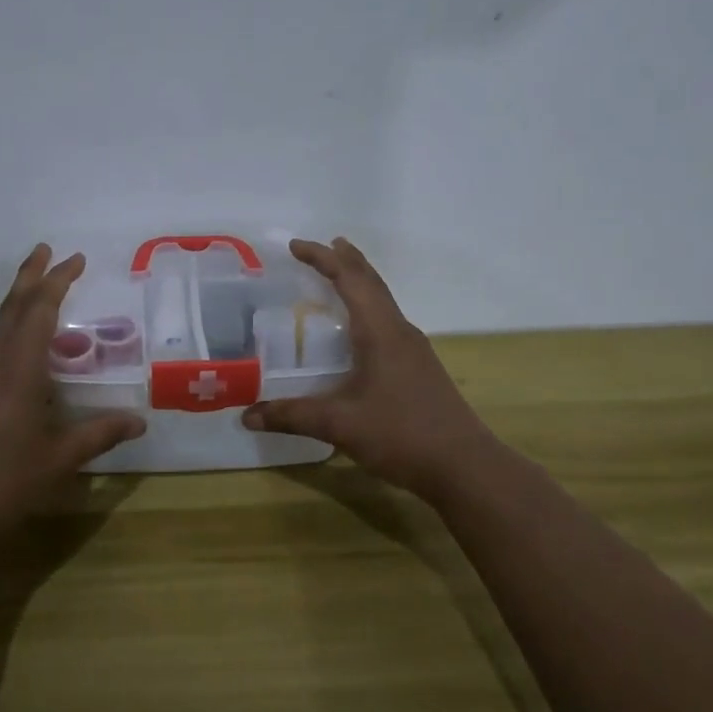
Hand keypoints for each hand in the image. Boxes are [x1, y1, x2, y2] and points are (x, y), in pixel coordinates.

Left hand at [0, 245, 145, 562]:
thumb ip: (99, 435)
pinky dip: (10, 340)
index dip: (57, 280)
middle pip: (11, 307)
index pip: (39, 310)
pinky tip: (23, 366)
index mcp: (16, 370)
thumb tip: (140, 421)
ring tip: (44, 304)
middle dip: (31, 276)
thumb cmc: (3, 485)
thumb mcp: (59, 460)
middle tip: (47, 250)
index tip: (75, 258)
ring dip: (20, 308)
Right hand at [243, 237, 500, 500]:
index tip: (295, 246)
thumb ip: (293, 416)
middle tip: (324, 246)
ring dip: (361, 283)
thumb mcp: (340, 425)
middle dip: (346, 260)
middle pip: (371, 282)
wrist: (465, 466)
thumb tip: (247, 416)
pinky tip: (360, 331)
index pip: (349, 280)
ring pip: (383, 301)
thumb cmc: (402, 434)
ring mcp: (414, 349)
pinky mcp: (419, 367)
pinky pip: (388, 321)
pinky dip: (368, 308)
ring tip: (339, 276)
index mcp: (380, 331)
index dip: (322, 258)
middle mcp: (399, 331)